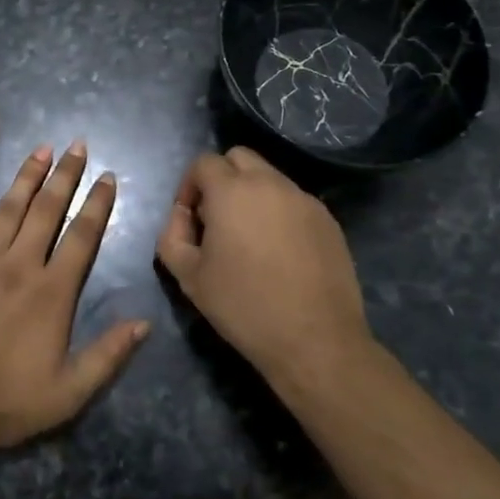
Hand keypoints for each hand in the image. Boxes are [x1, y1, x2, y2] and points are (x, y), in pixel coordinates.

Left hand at [0, 141, 149, 457]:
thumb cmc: (3, 402)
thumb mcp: (68, 394)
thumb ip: (108, 356)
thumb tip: (145, 322)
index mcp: (51, 292)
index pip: (82, 237)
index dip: (98, 204)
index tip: (108, 176)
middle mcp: (19, 265)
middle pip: (47, 210)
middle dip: (66, 175)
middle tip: (78, 145)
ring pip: (9, 208)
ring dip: (27, 176)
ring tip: (42, 148)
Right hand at [155, 147, 371, 383]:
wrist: (315, 341)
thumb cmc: (244, 306)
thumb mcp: (188, 277)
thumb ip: (172, 235)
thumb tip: (182, 216)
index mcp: (232, 190)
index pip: (203, 162)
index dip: (189, 185)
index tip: (190, 218)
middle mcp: (270, 183)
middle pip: (239, 157)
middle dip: (221, 178)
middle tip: (217, 218)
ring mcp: (304, 199)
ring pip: (269, 177)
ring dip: (252, 194)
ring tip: (250, 237)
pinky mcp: (328, 220)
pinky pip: (294, 201)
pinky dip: (279, 212)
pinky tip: (280, 252)